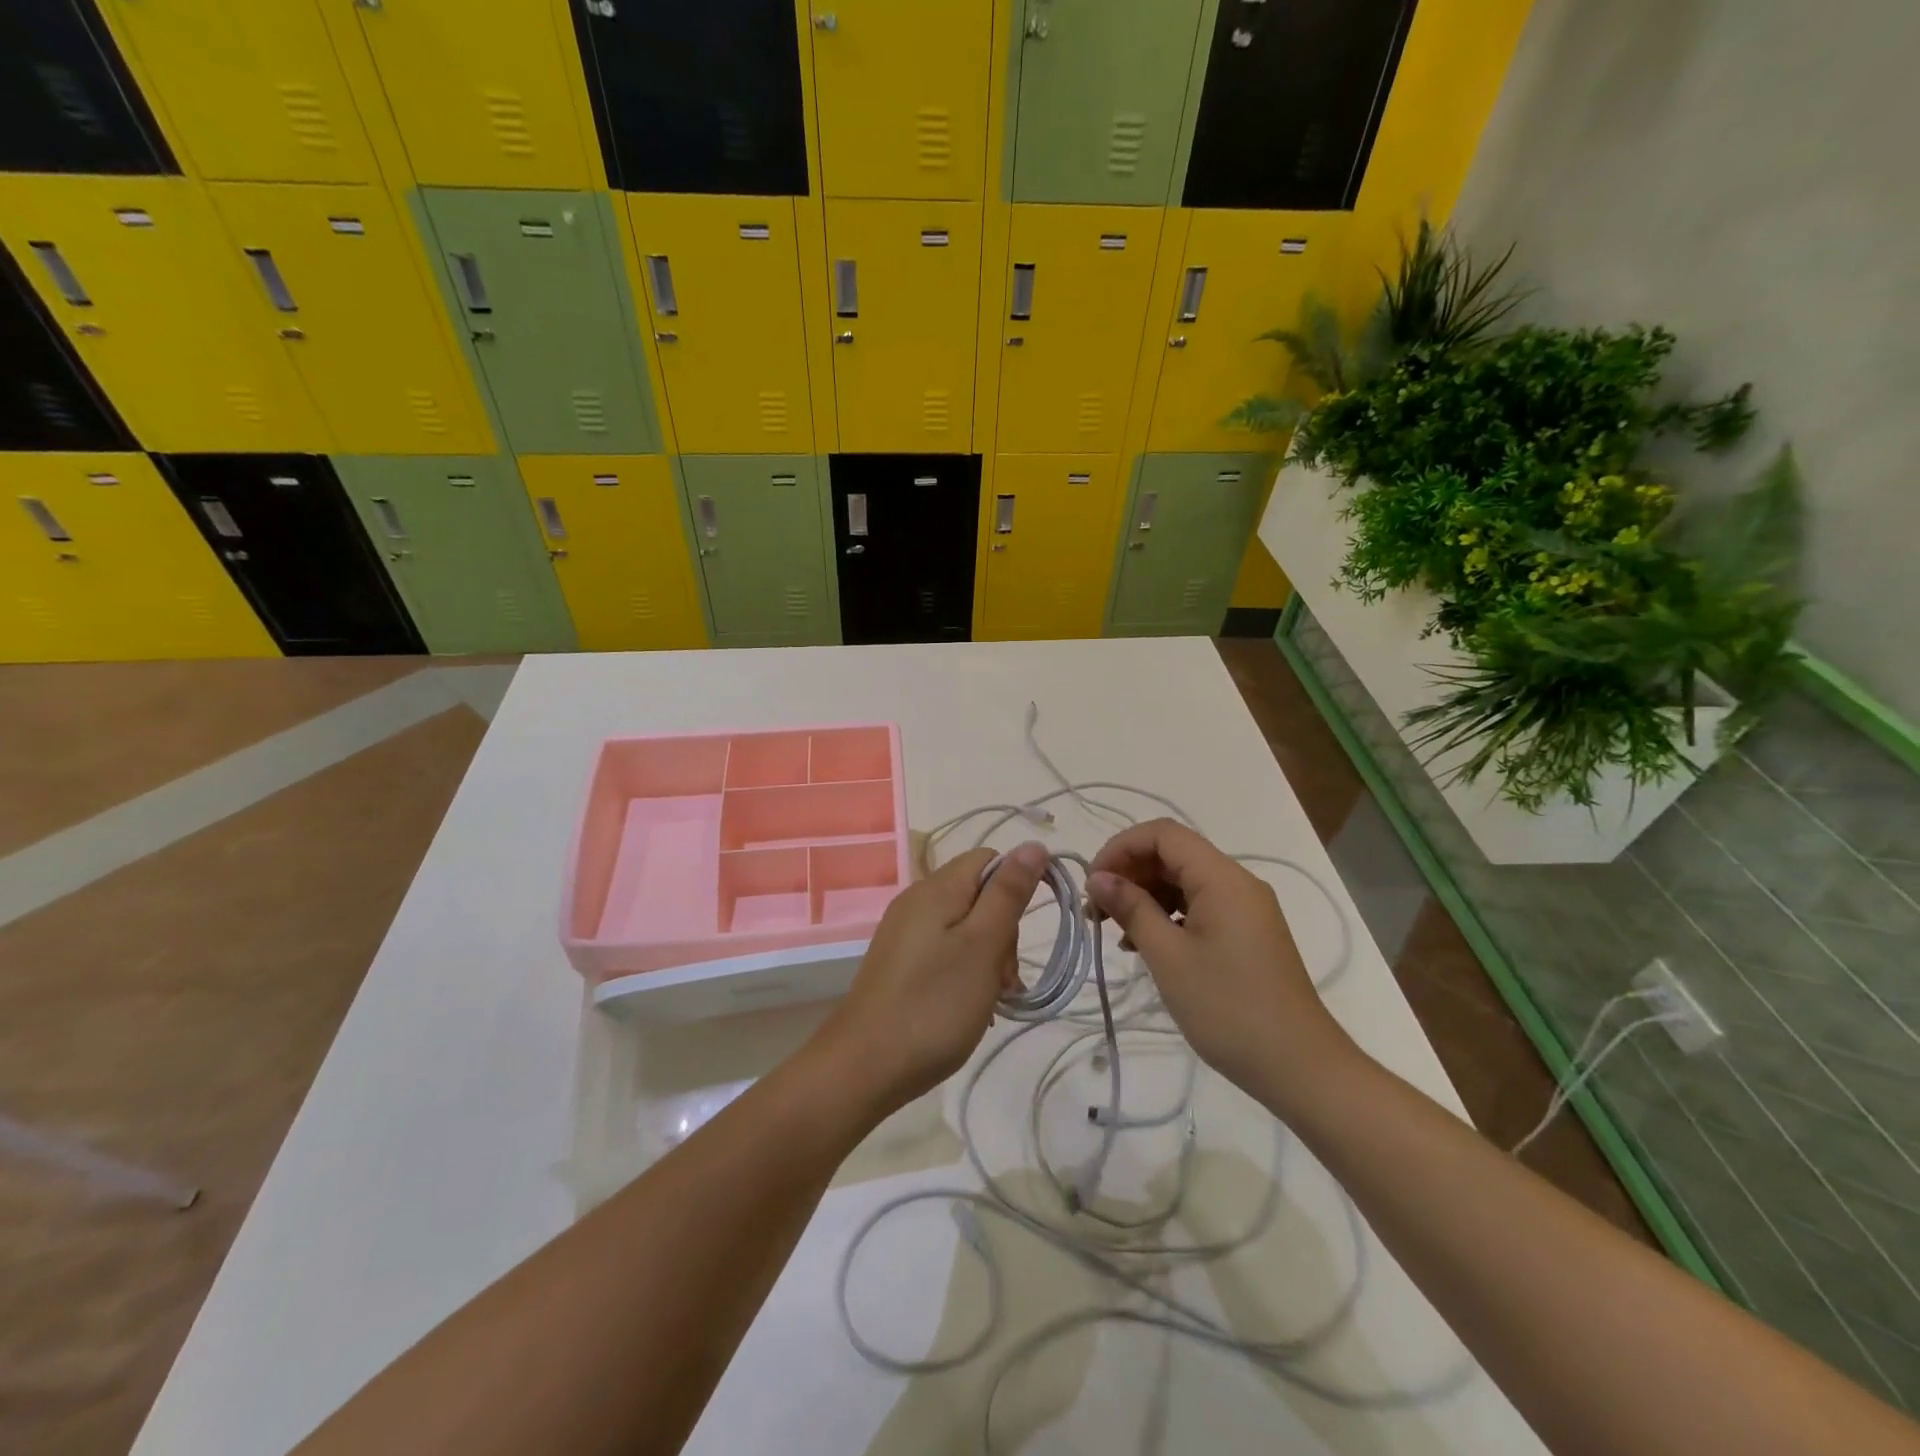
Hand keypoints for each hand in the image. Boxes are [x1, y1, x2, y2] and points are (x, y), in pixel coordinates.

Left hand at [810, 841, 1049, 1116]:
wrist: (863, 1067)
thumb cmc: (933, 1005)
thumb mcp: (982, 946)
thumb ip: (1008, 893)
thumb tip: (1033, 846)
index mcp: (936, 888)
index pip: (989, 860)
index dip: (1017, 885)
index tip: (1025, 932)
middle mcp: (916, 901)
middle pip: (978, 894)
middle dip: (1003, 930)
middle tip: (1005, 978)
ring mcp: (904, 933)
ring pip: (964, 926)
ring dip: (988, 956)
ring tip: (992, 998)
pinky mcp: (899, 963)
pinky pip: (944, 950)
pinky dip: (965, 971)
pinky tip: (969, 1005)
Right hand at [1087, 819, 1356, 1110]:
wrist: (1299, 1067)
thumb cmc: (1228, 1008)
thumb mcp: (1168, 957)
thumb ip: (1131, 908)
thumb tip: (1099, 878)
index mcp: (1223, 878)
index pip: (1163, 834)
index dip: (1121, 847)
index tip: (1093, 882)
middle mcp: (1237, 883)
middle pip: (1173, 855)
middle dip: (1130, 873)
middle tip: (1096, 912)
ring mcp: (1245, 909)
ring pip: (1184, 881)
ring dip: (1145, 896)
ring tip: (1114, 932)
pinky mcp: (1246, 933)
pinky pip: (1199, 906)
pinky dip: (1167, 915)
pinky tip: (1145, 945)